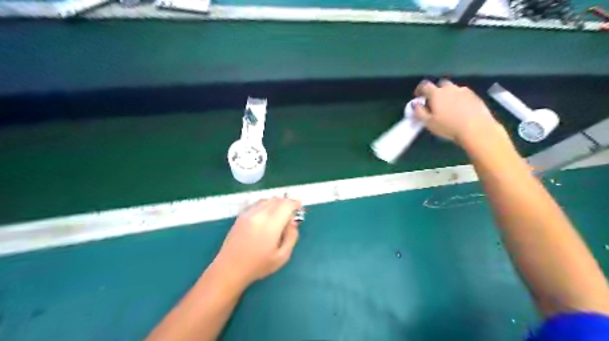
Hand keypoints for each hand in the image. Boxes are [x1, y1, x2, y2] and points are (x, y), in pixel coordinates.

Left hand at [213, 197, 302, 287]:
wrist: (230, 269)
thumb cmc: (258, 265)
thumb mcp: (282, 256)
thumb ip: (292, 237)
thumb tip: (293, 222)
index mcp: (271, 224)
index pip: (286, 204)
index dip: (295, 203)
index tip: (300, 207)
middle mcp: (259, 214)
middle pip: (277, 200)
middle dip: (287, 203)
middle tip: (292, 212)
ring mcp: (248, 213)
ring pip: (267, 200)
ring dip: (276, 203)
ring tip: (280, 213)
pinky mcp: (241, 216)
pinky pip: (257, 204)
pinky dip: (266, 205)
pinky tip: (267, 215)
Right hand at [414, 80, 504, 144]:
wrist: (476, 128)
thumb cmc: (448, 126)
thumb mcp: (429, 123)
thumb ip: (419, 112)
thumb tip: (415, 104)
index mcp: (436, 94)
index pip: (425, 85)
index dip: (419, 89)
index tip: (418, 96)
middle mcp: (449, 88)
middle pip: (440, 84)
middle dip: (435, 90)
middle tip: (434, 101)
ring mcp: (463, 91)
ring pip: (452, 88)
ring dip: (448, 94)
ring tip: (447, 106)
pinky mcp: (474, 96)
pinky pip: (463, 93)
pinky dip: (458, 98)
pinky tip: (459, 108)